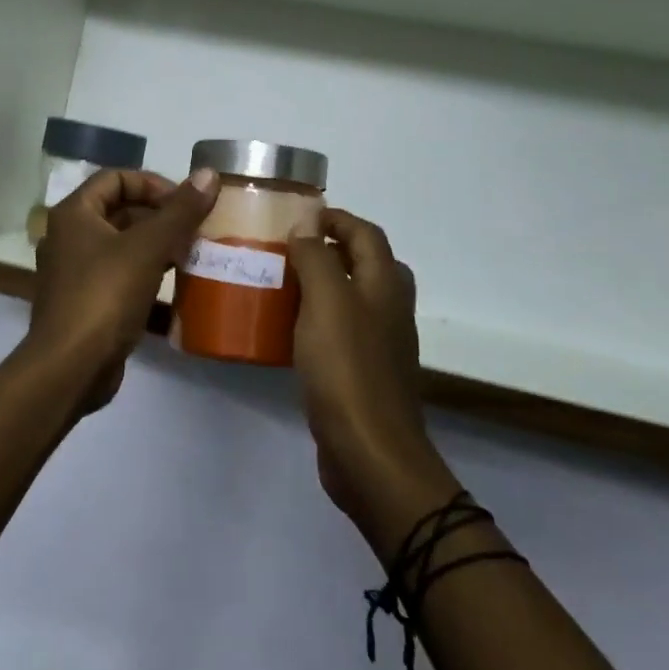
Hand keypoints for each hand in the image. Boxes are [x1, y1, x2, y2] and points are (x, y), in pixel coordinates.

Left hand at [27, 167, 218, 412]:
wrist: (70, 368)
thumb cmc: (105, 295)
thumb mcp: (148, 248)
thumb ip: (180, 211)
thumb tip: (209, 174)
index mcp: (74, 214)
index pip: (115, 178)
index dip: (152, 184)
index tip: (184, 203)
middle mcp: (69, 238)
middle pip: (119, 213)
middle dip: (160, 219)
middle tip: (195, 231)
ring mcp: (75, 274)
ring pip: (122, 249)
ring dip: (157, 250)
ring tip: (192, 258)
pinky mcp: (86, 305)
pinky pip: (121, 280)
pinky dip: (147, 281)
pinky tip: (178, 295)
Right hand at [288, 209, 455, 541]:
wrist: (370, 453)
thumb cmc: (347, 368)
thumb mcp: (327, 301)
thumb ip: (317, 257)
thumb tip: (307, 223)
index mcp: (385, 284)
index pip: (365, 233)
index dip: (335, 218)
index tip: (297, 215)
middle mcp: (389, 308)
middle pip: (363, 263)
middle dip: (328, 248)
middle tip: (287, 248)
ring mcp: (379, 343)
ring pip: (350, 298)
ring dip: (320, 284)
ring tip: (279, 283)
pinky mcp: (363, 373)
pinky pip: (339, 331)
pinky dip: (316, 319)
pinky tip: (285, 330)